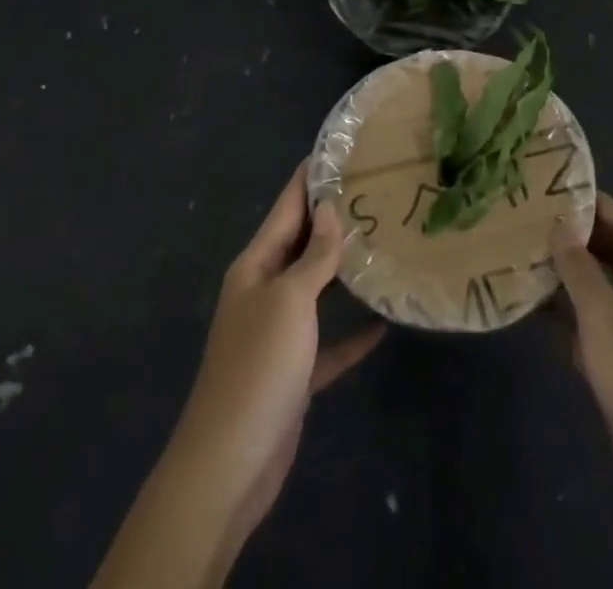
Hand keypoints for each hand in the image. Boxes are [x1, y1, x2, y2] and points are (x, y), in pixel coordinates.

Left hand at [165, 163, 384, 559]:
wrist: (229, 464)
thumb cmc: (258, 367)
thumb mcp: (289, 301)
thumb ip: (314, 256)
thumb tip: (331, 208)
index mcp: (255, 266)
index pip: (286, 207)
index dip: (310, 177)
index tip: (339, 148)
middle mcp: (264, 290)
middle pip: (302, 242)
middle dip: (333, 217)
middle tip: (376, 190)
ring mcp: (278, 332)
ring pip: (316, 287)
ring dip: (344, 269)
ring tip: (383, 241)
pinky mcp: (294, 371)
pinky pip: (327, 342)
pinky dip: (351, 333)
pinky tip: (383, 324)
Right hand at [554, 194, 612, 575]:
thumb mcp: (606, 319)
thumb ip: (580, 270)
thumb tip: (560, 226)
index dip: (591, 202)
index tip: (548, 189)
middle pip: (612, 250)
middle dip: (574, 236)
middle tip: (526, 220)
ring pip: (600, 289)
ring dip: (565, 276)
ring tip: (519, 255)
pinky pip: (594, 326)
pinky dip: (567, 316)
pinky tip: (530, 308)